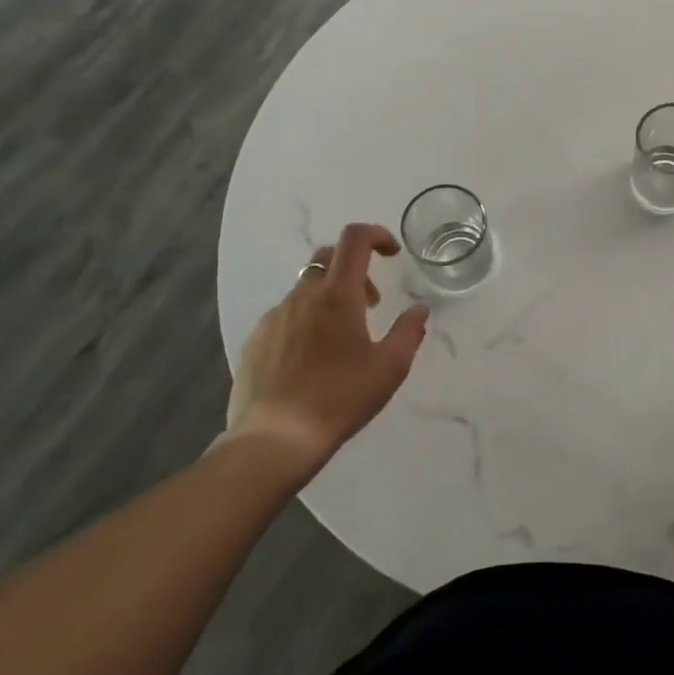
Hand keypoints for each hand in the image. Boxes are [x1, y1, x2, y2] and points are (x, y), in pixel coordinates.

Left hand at [223, 223, 430, 464]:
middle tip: (370, 303)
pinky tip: (311, 358)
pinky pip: (285, 315)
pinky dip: (305, 320)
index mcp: (338, 294)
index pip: (355, 238)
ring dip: (329, 297)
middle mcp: (303, 295)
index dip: (377, 234)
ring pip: (305, 288)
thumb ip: (409, 331)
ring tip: (341, 338)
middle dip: (354, 268)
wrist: (274, 439)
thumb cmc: (340, 398)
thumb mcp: (390, 367)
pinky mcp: (255, 341)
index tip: (392, 254)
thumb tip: (419, 309)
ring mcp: (274, 317)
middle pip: (328, 257)